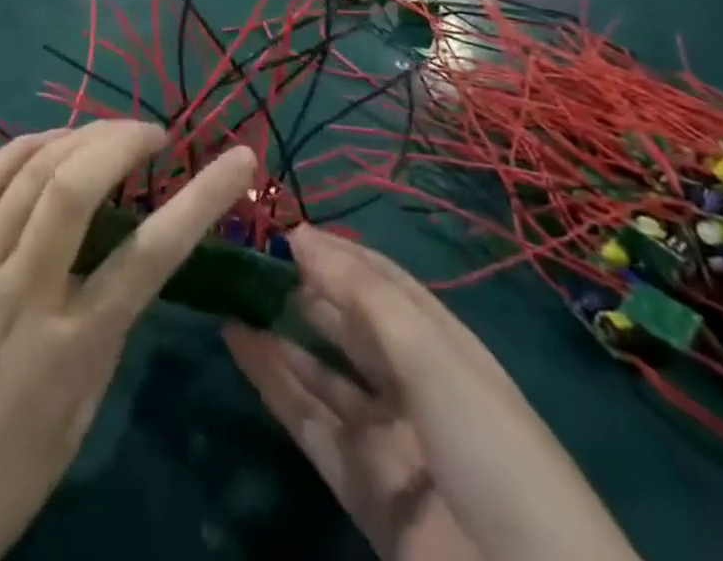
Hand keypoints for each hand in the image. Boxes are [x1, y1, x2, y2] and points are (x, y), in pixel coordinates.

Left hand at [0, 123, 256, 560]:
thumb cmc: (4, 477)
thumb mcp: (81, 412)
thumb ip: (107, 326)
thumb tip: (126, 256)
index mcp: (71, 346)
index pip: (151, 254)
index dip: (203, 196)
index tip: (239, 158)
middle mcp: (21, 293)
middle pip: (75, 186)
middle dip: (122, 140)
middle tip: (152, 134)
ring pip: (28, 172)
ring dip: (77, 135)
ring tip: (107, 131)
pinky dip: (20, 148)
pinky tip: (48, 141)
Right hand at [228, 227, 640, 560]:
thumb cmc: (489, 446)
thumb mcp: (431, 355)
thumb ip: (362, 293)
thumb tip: (301, 234)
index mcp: (442, 345)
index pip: (383, 283)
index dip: (338, 254)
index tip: (285, 232)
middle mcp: (413, 384)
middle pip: (350, 326)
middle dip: (305, 292)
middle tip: (250, 263)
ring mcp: (387, 439)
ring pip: (323, 375)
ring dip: (280, 336)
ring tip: (233, 298)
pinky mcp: (363, 490)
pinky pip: (310, 425)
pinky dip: (274, 385)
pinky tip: (240, 346)